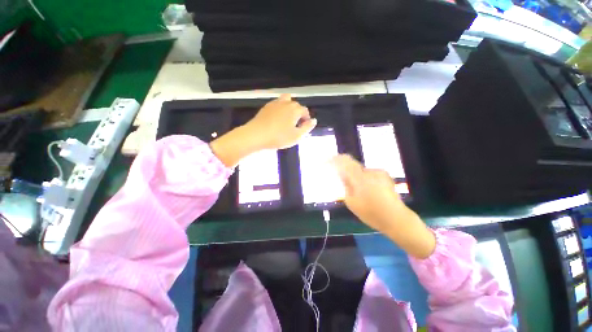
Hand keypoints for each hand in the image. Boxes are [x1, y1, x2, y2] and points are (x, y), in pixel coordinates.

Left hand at [244, 94, 316, 149]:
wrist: (256, 135)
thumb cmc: (279, 137)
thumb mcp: (296, 136)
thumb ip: (307, 128)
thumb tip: (314, 120)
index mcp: (295, 110)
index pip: (305, 110)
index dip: (306, 118)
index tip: (303, 127)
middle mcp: (286, 103)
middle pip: (296, 105)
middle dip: (298, 113)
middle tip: (295, 125)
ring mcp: (275, 103)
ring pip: (286, 100)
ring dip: (289, 107)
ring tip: (287, 118)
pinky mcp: (266, 106)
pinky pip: (276, 104)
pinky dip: (280, 108)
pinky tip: (277, 118)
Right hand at [332, 155, 435, 258]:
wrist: (396, 218)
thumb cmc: (371, 213)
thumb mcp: (352, 202)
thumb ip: (345, 185)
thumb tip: (341, 175)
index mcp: (359, 177)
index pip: (344, 161)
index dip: (335, 159)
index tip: (327, 162)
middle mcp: (369, 171)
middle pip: (352, 165)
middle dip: (345, 171)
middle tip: (342, 182)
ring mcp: (379, 173)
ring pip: (360, 171)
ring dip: (355, 177)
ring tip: (358, 191)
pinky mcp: (385, 176)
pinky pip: (368, 174)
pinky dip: (364, 179)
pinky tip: (368, 191)